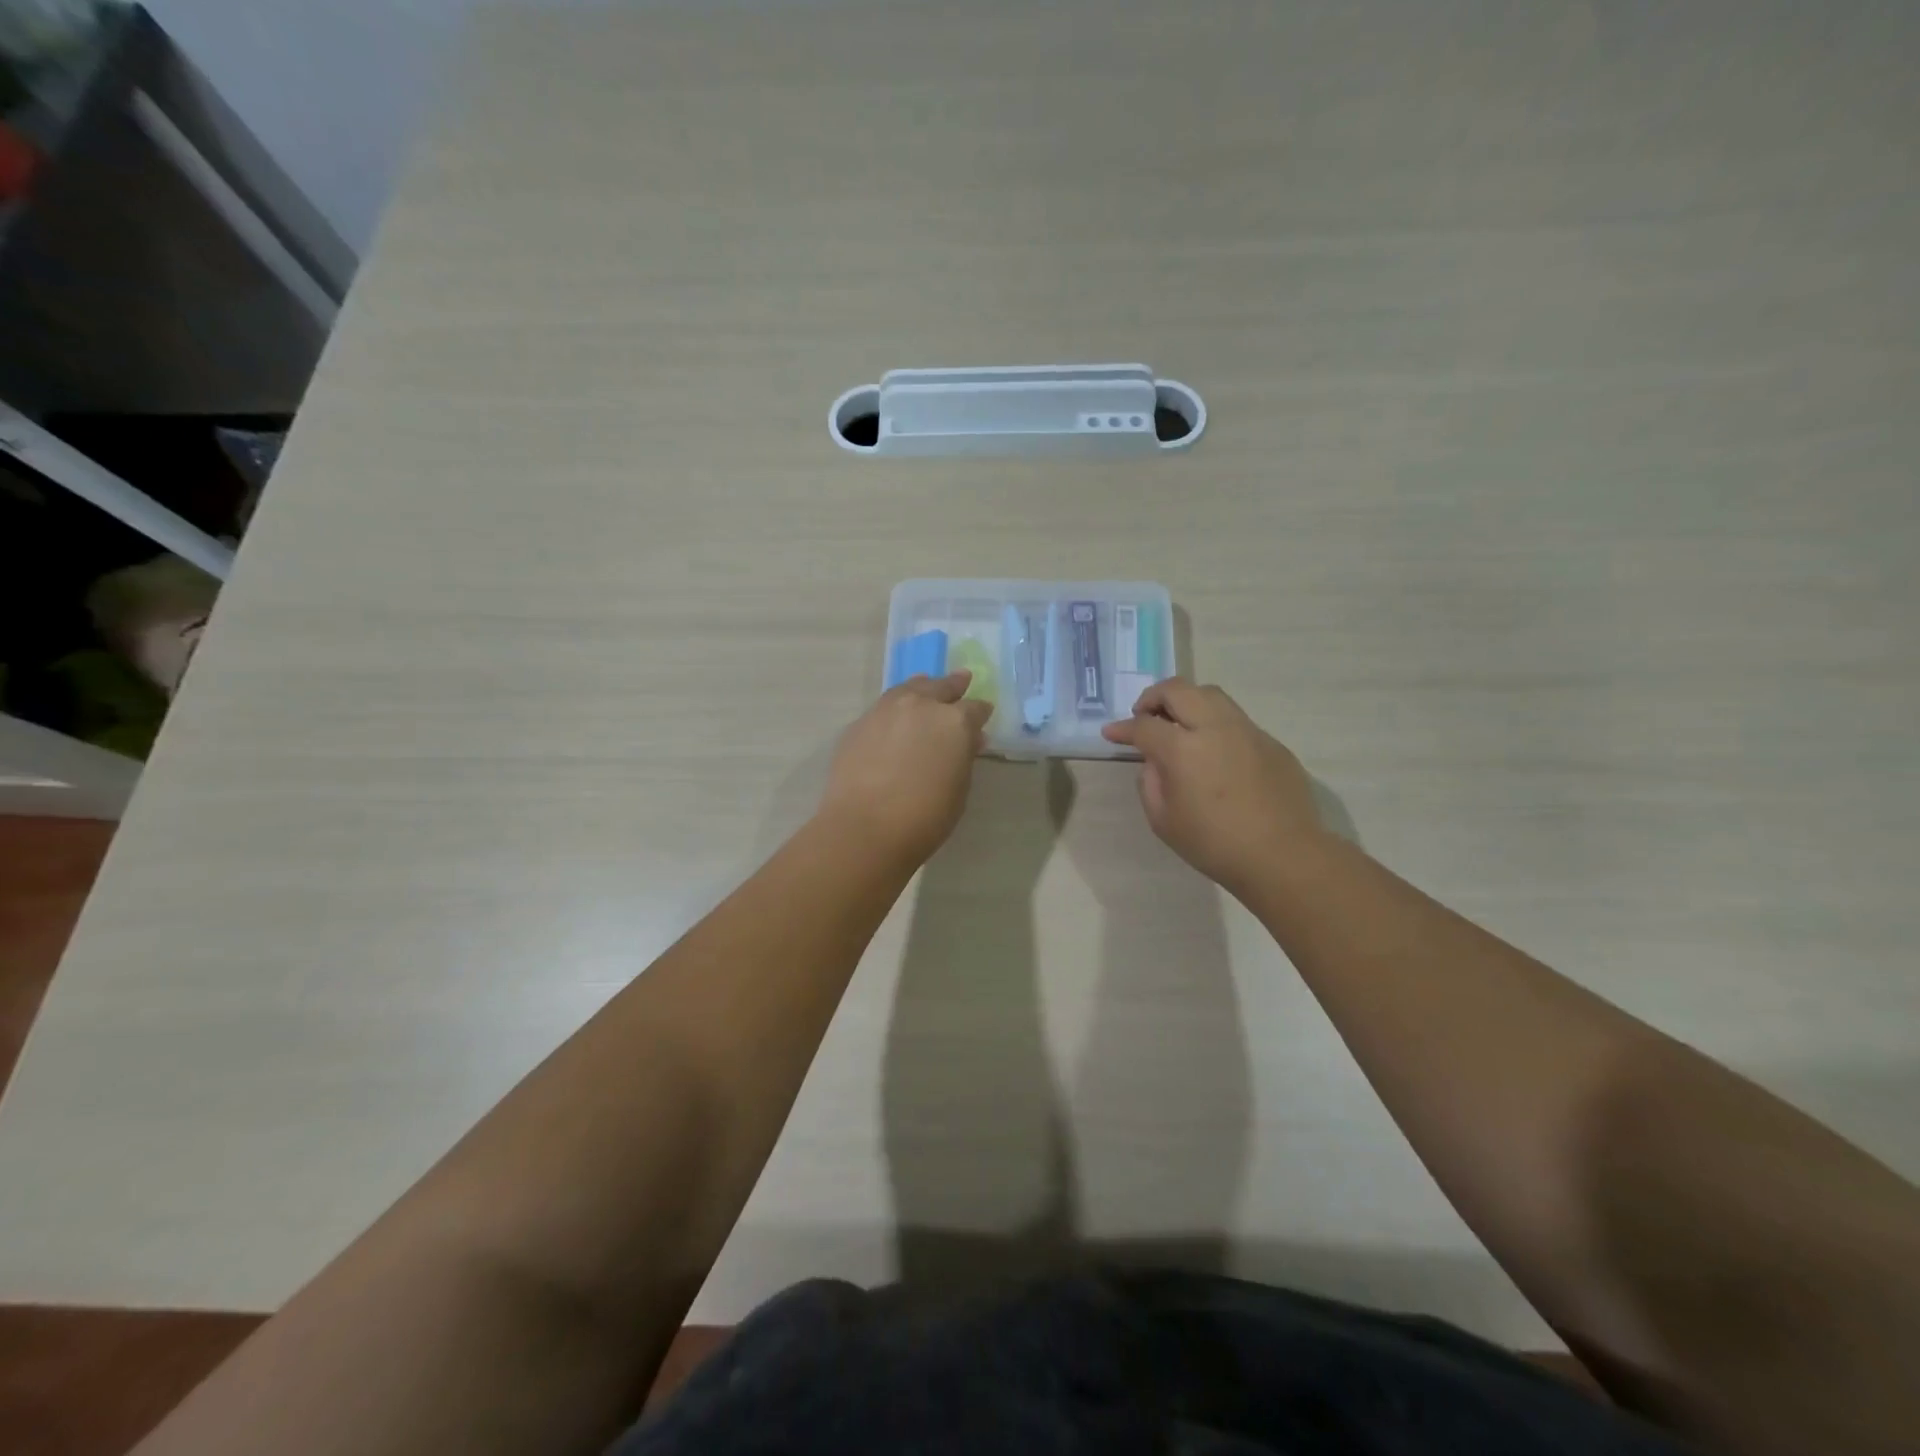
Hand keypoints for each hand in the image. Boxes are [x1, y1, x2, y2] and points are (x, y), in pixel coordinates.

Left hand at [818, 672, 992, 864]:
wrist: (865, 827)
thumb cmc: (925, 816)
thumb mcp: (959, 789)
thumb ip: (964, 758)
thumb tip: (969, 740)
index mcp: (954, 721)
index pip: (975, 708)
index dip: (981, 712)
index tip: (984, 714)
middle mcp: (920, 706)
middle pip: (940, 687)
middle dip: (954, 685)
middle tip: (961, 680)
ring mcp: (885, 711)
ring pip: (908, 689)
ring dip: (921, 688)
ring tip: (925, 686)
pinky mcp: (859, 724)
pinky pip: (883, 707)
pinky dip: (895, 707)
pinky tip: (895, 717)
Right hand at [1101, 678, 1323, 896]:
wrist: (1283, 856)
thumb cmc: (1215, 844)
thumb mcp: (1163, 821)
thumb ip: (1151, 783)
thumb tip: (1156, 763)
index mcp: (1183, 750)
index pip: (1144, 725)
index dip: (1123, 728)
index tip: (1111, 733)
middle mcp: (1214, 728)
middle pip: (1178, 690)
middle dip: (1153, 697)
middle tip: (1144, 716)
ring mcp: (1247, 731)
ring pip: (1210, 695)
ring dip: (1186, 702)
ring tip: (1179, 725)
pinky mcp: (1271, 742)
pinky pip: (1236, 720)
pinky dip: (1215, 725)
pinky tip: (1215, 752)